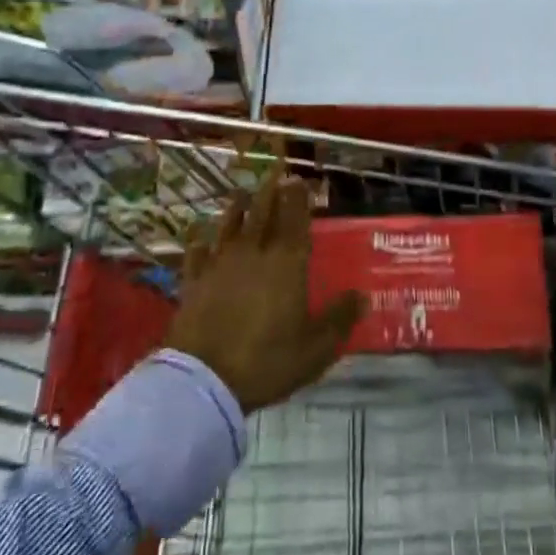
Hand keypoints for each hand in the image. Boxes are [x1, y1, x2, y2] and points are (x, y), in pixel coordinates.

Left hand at [164, 174, 365, 412]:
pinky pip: (197, 254)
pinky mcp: (192, 282)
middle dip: (270, 192)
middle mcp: (253, 254)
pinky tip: (200, 238)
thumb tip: (363, 296)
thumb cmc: (267, 360)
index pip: (295, 220)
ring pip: (229, 226)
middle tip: (275, 175)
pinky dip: (200, 243)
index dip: (298, 198)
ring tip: (241, 194)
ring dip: (237, 208)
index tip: (299, 181)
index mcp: (286, 264)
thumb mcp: (316, 348)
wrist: (203, 379)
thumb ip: (339, 318)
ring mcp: (219, 265)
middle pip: (262, 214)